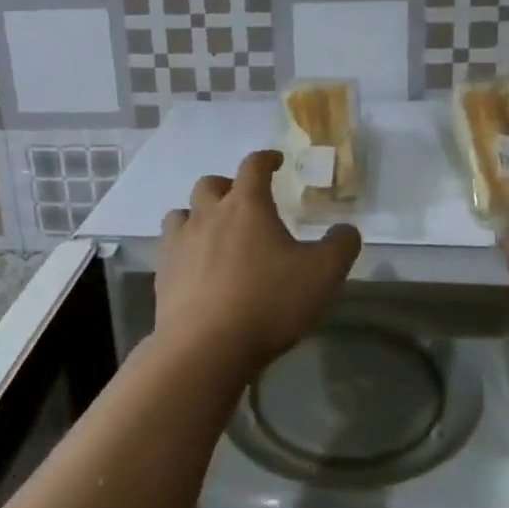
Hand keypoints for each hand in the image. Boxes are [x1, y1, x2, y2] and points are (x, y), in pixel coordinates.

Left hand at [155, 150, 361, 373]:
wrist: (206, 348)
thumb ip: (341, 246)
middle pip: (210, 184)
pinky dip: (184, 249)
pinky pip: (169, 248)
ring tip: (214, 233)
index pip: (253, 166)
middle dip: (227, 186)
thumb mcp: (323, 275)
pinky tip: (196, 268)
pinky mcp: (163, 274)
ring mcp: (179, 244)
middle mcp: (208, 215)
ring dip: (198, 215)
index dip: (266, 159)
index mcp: (247, 206)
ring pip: (182, 213)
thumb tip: (346, 230)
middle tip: (243, 202)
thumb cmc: (269, 302)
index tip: (276, 161)